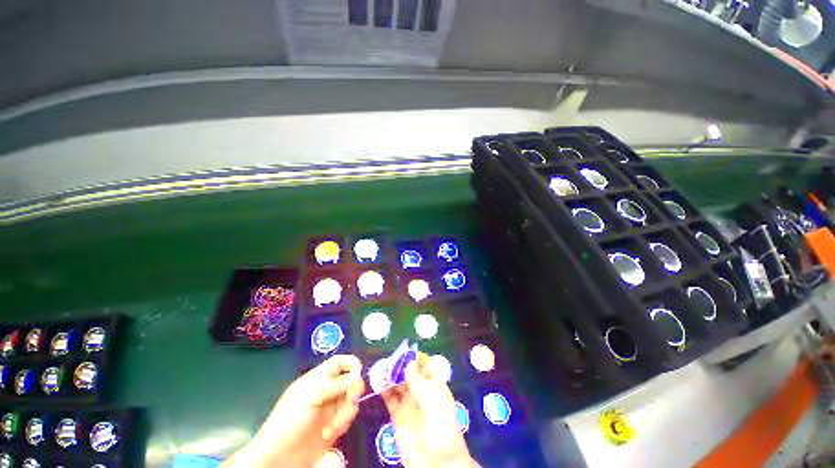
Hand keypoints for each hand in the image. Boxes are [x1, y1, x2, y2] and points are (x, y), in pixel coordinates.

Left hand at [223, 355, 364, 466]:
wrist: (279, 457)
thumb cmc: (288, 420)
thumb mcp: (309, 397)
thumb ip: (334, 384)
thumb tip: (357, 376)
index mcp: (319, 378)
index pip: (340, 362)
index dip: (352, 364)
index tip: (358, 373)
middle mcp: (328, 390)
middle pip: (351, 380)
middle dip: (353, 390)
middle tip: (350, 399)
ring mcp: (332, 409)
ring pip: (352, 400)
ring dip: (346, 412)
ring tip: (332, 426)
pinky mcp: (335, 426)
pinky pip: (348, 418)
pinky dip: (342, 424)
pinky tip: (328, 434)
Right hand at [381, 353, 479, 467]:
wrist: (436, 463)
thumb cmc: (441, 428)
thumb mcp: (433, 401)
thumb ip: (419, 381)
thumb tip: (409, 362)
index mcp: (434, 385)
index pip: (425, 365)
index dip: (416, 357)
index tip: (404, 351)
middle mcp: (421, 391)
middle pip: (409, 372)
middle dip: (400, 364)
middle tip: (389, 359)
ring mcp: (409, 402)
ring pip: (398, 383)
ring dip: (390, 375)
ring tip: (380, 367)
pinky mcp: (397, 415)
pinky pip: (389, 398)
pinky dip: (383, 389)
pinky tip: (377, 382)